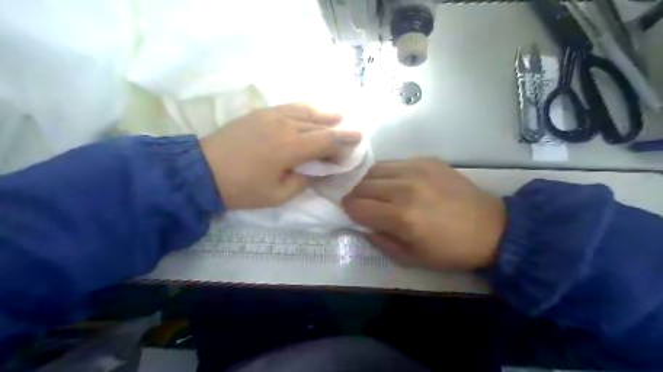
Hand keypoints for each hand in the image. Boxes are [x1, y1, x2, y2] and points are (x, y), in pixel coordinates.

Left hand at [201, 103, 361, 209]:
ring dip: (324, 114)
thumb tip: (318, 171)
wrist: (202, 171)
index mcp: (291, 148)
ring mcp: (271, 116)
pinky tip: (310, 110)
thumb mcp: (278, 195)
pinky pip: (288, 107)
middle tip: (348, 135)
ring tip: (337, 115)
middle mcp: (285, 126)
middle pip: (319, 125)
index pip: (326, 141)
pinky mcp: (260, 114)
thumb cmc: (242, 188)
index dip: (344, 141)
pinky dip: (304, 108)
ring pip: (305, 112)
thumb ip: (303, 181)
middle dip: (337, 131)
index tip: (358, 141)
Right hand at [344, 156, 504, 270]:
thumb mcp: (411, 259)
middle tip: (360, 203)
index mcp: (401, 217)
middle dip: (355, 195)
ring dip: (368, 182)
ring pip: (375, 169)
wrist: (491, 228)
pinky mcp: (427, 160)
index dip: (348, 210)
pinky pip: (394, 162)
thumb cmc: (450, 250)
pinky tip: (394, 183)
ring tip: (374, 192)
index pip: (357, 206)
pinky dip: (386, 173)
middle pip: (362, 185)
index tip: (350, 213)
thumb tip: (362, 225)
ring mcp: (416, 170)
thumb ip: (380, 241)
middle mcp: (404, 188)